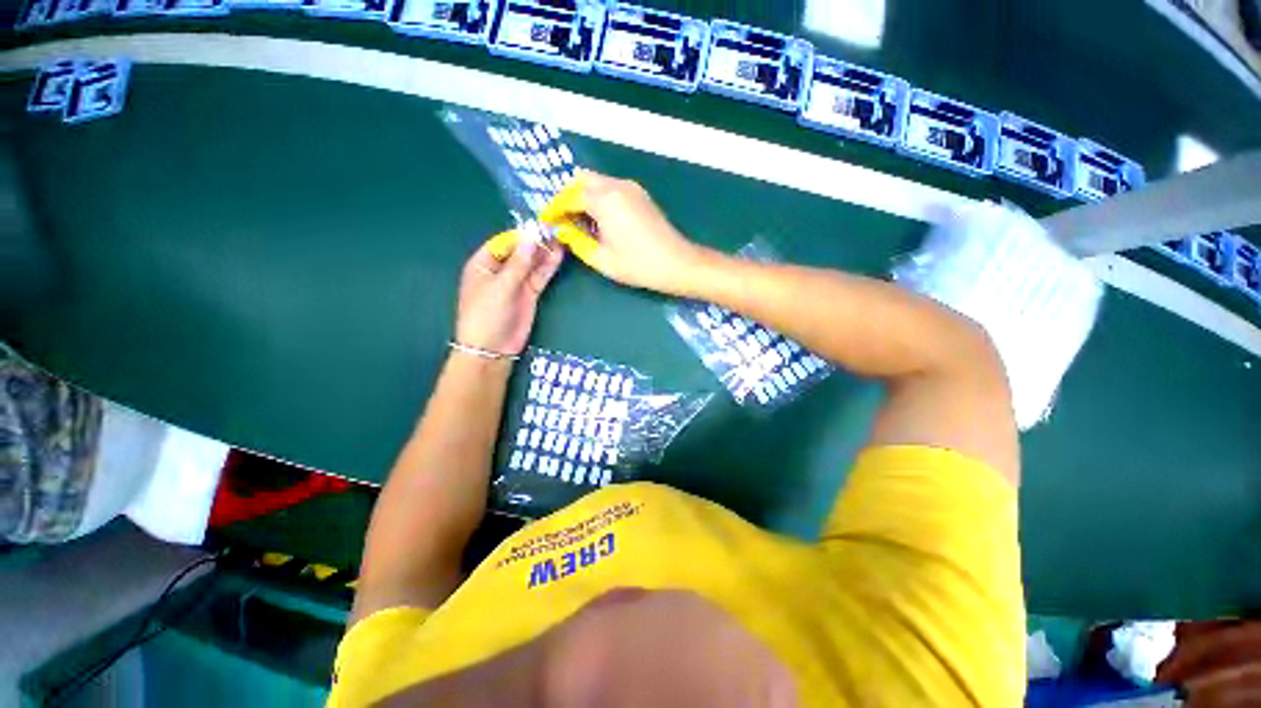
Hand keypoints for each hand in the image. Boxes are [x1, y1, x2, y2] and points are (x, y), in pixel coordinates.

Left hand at [455, 236, 562, 355]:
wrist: (492, 349)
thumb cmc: (486, 315)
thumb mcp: (500, 287)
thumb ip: (519, 263)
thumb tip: (532, 236)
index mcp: (483, 264)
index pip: (504, 242)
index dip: (522, 234)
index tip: (540, 225)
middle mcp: (501, 270)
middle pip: (521, 251)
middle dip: (537, 242)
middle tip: (556, 230)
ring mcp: (517, 282)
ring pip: (533, 263)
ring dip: (545, 253)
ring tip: (561, 239)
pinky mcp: (530, 293)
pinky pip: (540, 276)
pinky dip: (549, 267)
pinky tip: (559, 255)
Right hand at [544, 171, 708, 294]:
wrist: (677, 263)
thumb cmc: (638, 265)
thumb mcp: (601, 259)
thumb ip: (577, 241)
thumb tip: (563, 230)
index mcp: (604, 198)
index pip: (569, 196)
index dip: (554, 208)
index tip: (545, 220)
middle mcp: (617, 185)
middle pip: (582, 180)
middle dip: (567, 197)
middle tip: (561, 219)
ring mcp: (631, 188)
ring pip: (597, 182)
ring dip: (583, 196)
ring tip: (578, 222)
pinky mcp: (640, 195)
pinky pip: (611, 188)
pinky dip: (599, 198)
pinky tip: (599, 220)